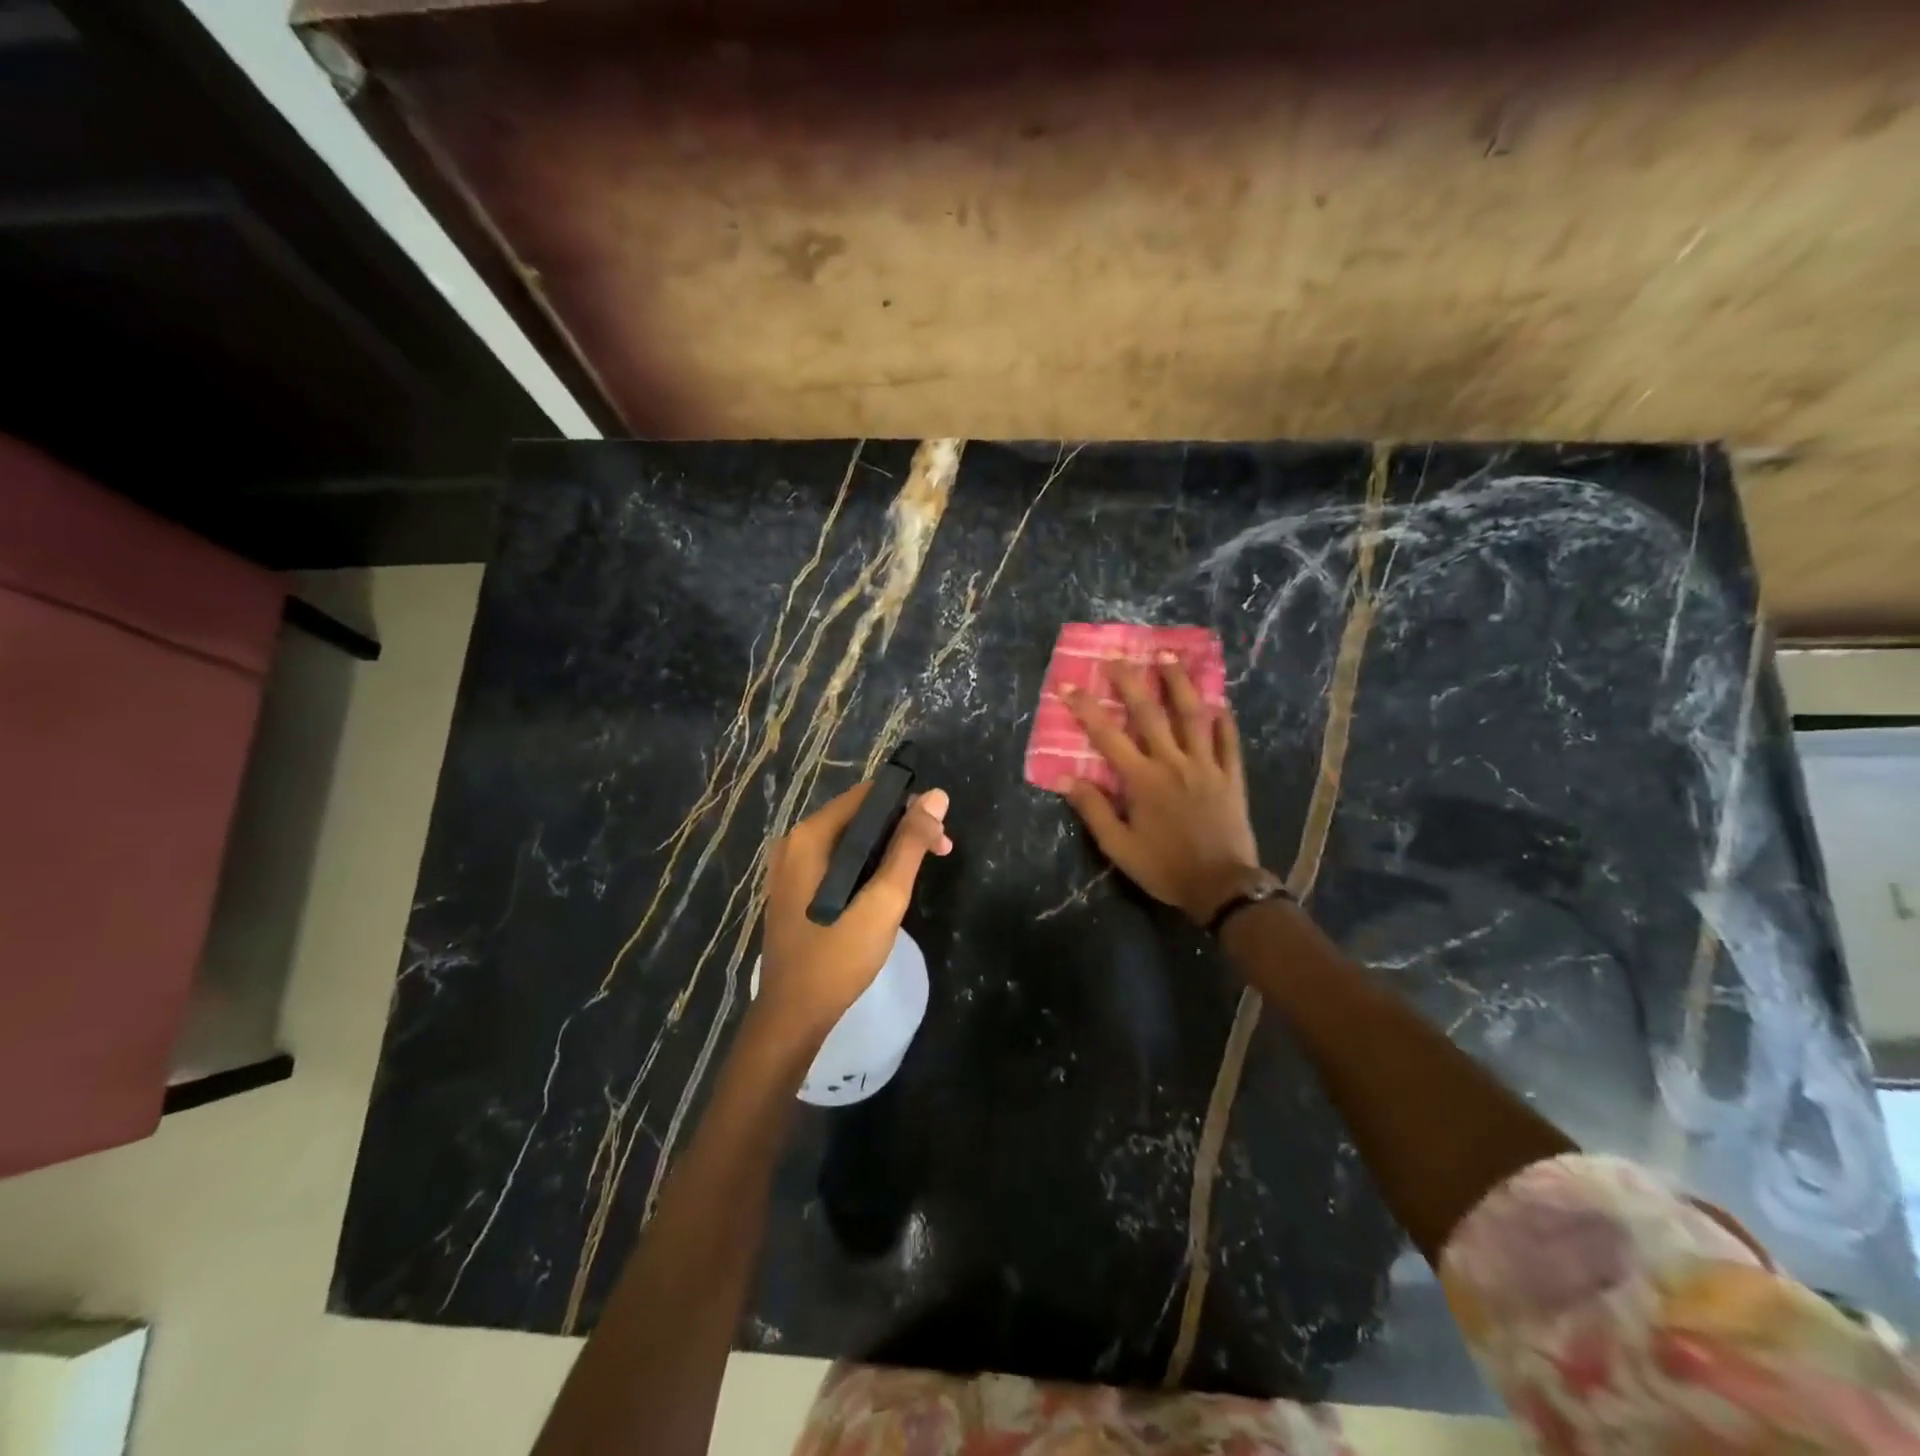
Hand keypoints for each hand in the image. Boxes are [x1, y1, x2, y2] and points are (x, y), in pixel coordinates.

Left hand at [756, 781, 952, 1037]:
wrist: (794, 1014)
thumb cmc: (839, 956)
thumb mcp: (884, 899)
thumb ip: (909, 845)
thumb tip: (936, 797)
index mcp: (810, 836)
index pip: (868, 795)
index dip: (909, 805)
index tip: (939, 832)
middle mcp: (795, 841)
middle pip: (859, 815)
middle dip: (902, 828)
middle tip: (941, 852)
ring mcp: (791, 866)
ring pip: (850, 840)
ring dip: (888, 847)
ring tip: (921, 869)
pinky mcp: (796, 888)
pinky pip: (838, 860)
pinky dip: (867, 864)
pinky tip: (888, 885)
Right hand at [1060, 656, 1262, 923]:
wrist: (1222, 887)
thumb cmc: (1165, 867)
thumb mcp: (1119, 847)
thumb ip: (1093, 810)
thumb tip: (1066, 778)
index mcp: (1142, 780)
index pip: (1107, 736)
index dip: (1086, 709)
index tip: (1068, 686)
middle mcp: (1174, 762)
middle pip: (1150, 713)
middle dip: (1131, 682)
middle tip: (1118, 657)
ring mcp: (1207, 765)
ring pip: (1193, 715)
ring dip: (1179, 683)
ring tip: (1169, 656)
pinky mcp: (1231, 776)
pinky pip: (1228, 740)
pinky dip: (1224, 719)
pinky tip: (1219, 701)